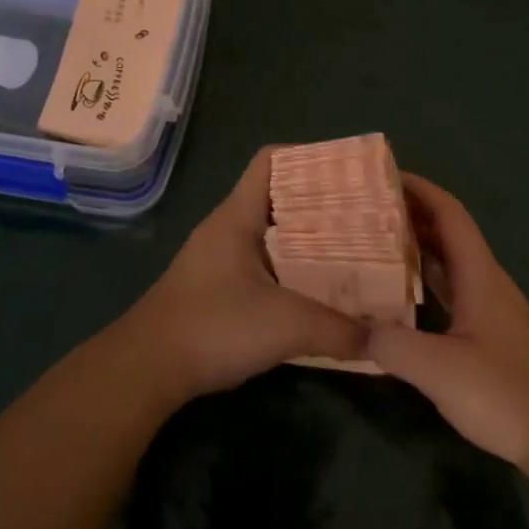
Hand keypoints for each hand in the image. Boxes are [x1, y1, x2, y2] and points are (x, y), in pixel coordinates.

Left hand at [112, 147, 367, 404]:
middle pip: (281, 198)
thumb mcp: (285, 326)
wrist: (145, 371)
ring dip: (312, 241)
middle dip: (324, 204)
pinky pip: (268, 265)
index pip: (272, 161)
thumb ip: (339, 330)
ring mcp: (221, 260)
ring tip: (356, 250)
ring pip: (275, 235)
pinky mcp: (220, 290)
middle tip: (368, 216)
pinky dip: (296, 271)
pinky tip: (323, 290)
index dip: (310, 157)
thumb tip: (383, 338)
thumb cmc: (212, 328)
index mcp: (238, 217)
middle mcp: (229, 230)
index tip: (352, 173)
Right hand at [367, 174, 528, 472]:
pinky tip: (400, 297)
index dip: (421, 191)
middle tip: (365, 211)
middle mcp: (487, 283)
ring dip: (417, 249)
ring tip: (374, 245)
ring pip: (450, 264)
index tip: (385, 176)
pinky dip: (425, 283)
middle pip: (449, 235)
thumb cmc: (505, 392)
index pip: (451, 216)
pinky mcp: (489, 334)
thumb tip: (359, 329)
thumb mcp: (440, 369)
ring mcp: (490, 309)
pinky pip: (451, 292)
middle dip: (411, 216)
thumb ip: (395, 345)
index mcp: (480, 276)